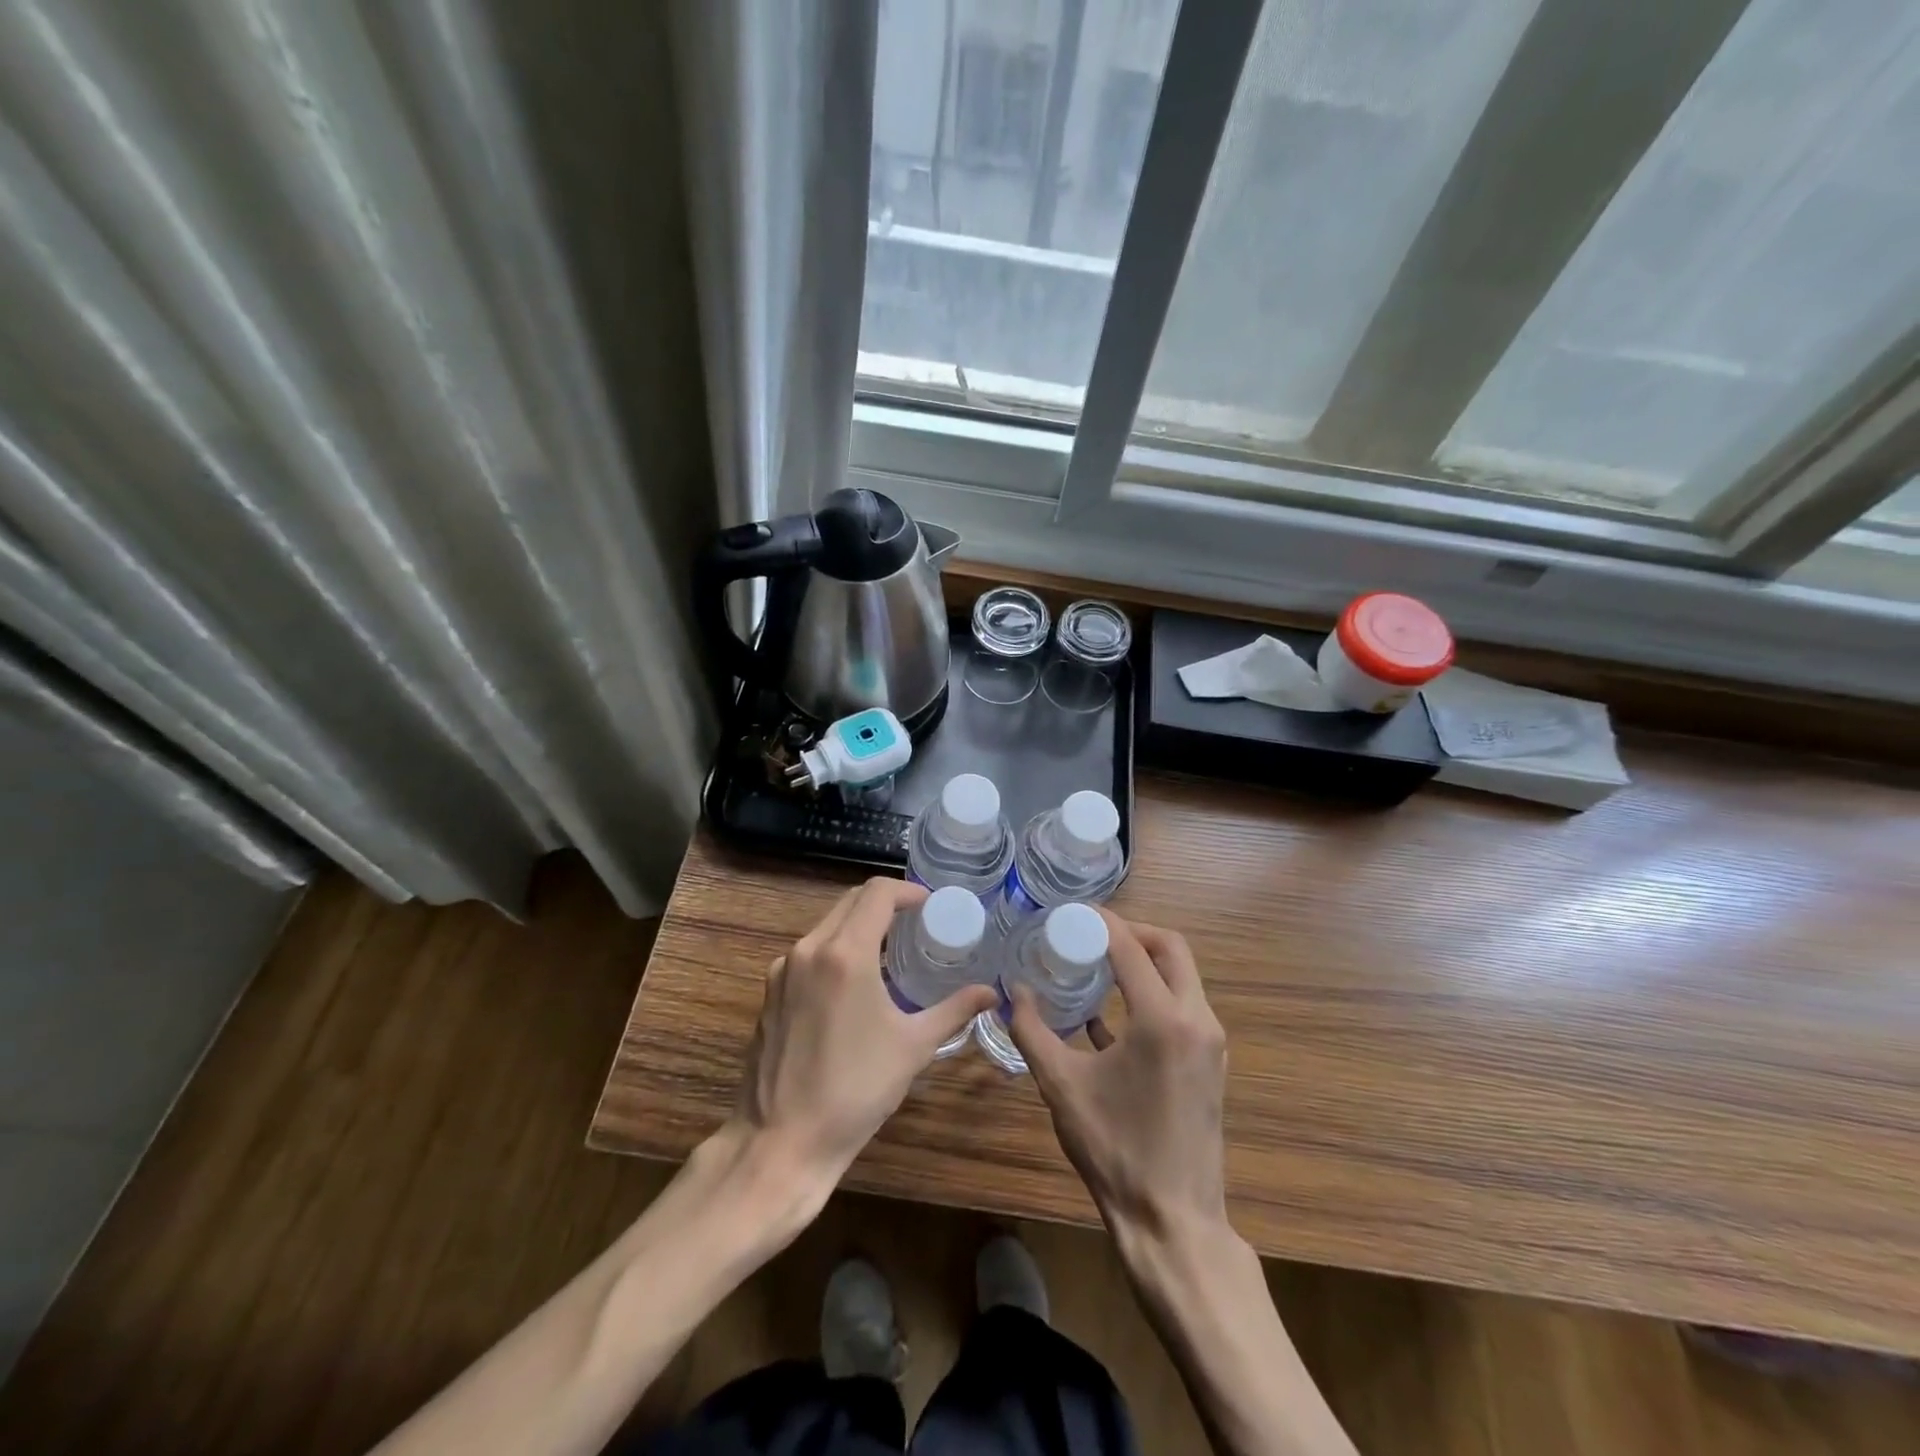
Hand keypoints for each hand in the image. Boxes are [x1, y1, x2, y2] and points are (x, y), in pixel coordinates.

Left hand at [734, 877, 996, 1194]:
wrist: (781, 1141)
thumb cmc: (855, 1091)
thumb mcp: (913, 1047)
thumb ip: (954, 1010)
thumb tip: (991, 993)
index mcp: (846, 954)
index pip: (877, 893)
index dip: (907, 891)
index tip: (929, 906)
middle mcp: (810, 949)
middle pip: (850, 902)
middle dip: (884, 904)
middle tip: (915, 924)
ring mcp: (783, 969)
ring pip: (827, 925)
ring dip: (858, 926)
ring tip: (888, 952)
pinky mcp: (770, 991)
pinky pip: (809, 952)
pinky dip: (835, 950)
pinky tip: (853, 984)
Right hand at [1009, 912, 1229, 1248]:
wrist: (1172, 1220)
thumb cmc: (1114, 1150)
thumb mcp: (1061, 1086)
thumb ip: (1032, 1030)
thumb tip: (1013, 990)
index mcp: (1162, 1019)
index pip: (1132, 947)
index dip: (1102, 922)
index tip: (1073, 913)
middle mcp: (1196, 1020)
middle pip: (1171, 948)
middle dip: (1132, 932)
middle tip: (1091, 934)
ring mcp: (1210, 1042)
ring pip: (1182, 976)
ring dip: (1144, 961)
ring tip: (1098, 965)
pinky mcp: (1211, 1062)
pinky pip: (1184, 1006)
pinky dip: (1153, 994)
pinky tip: (1109, 1015)